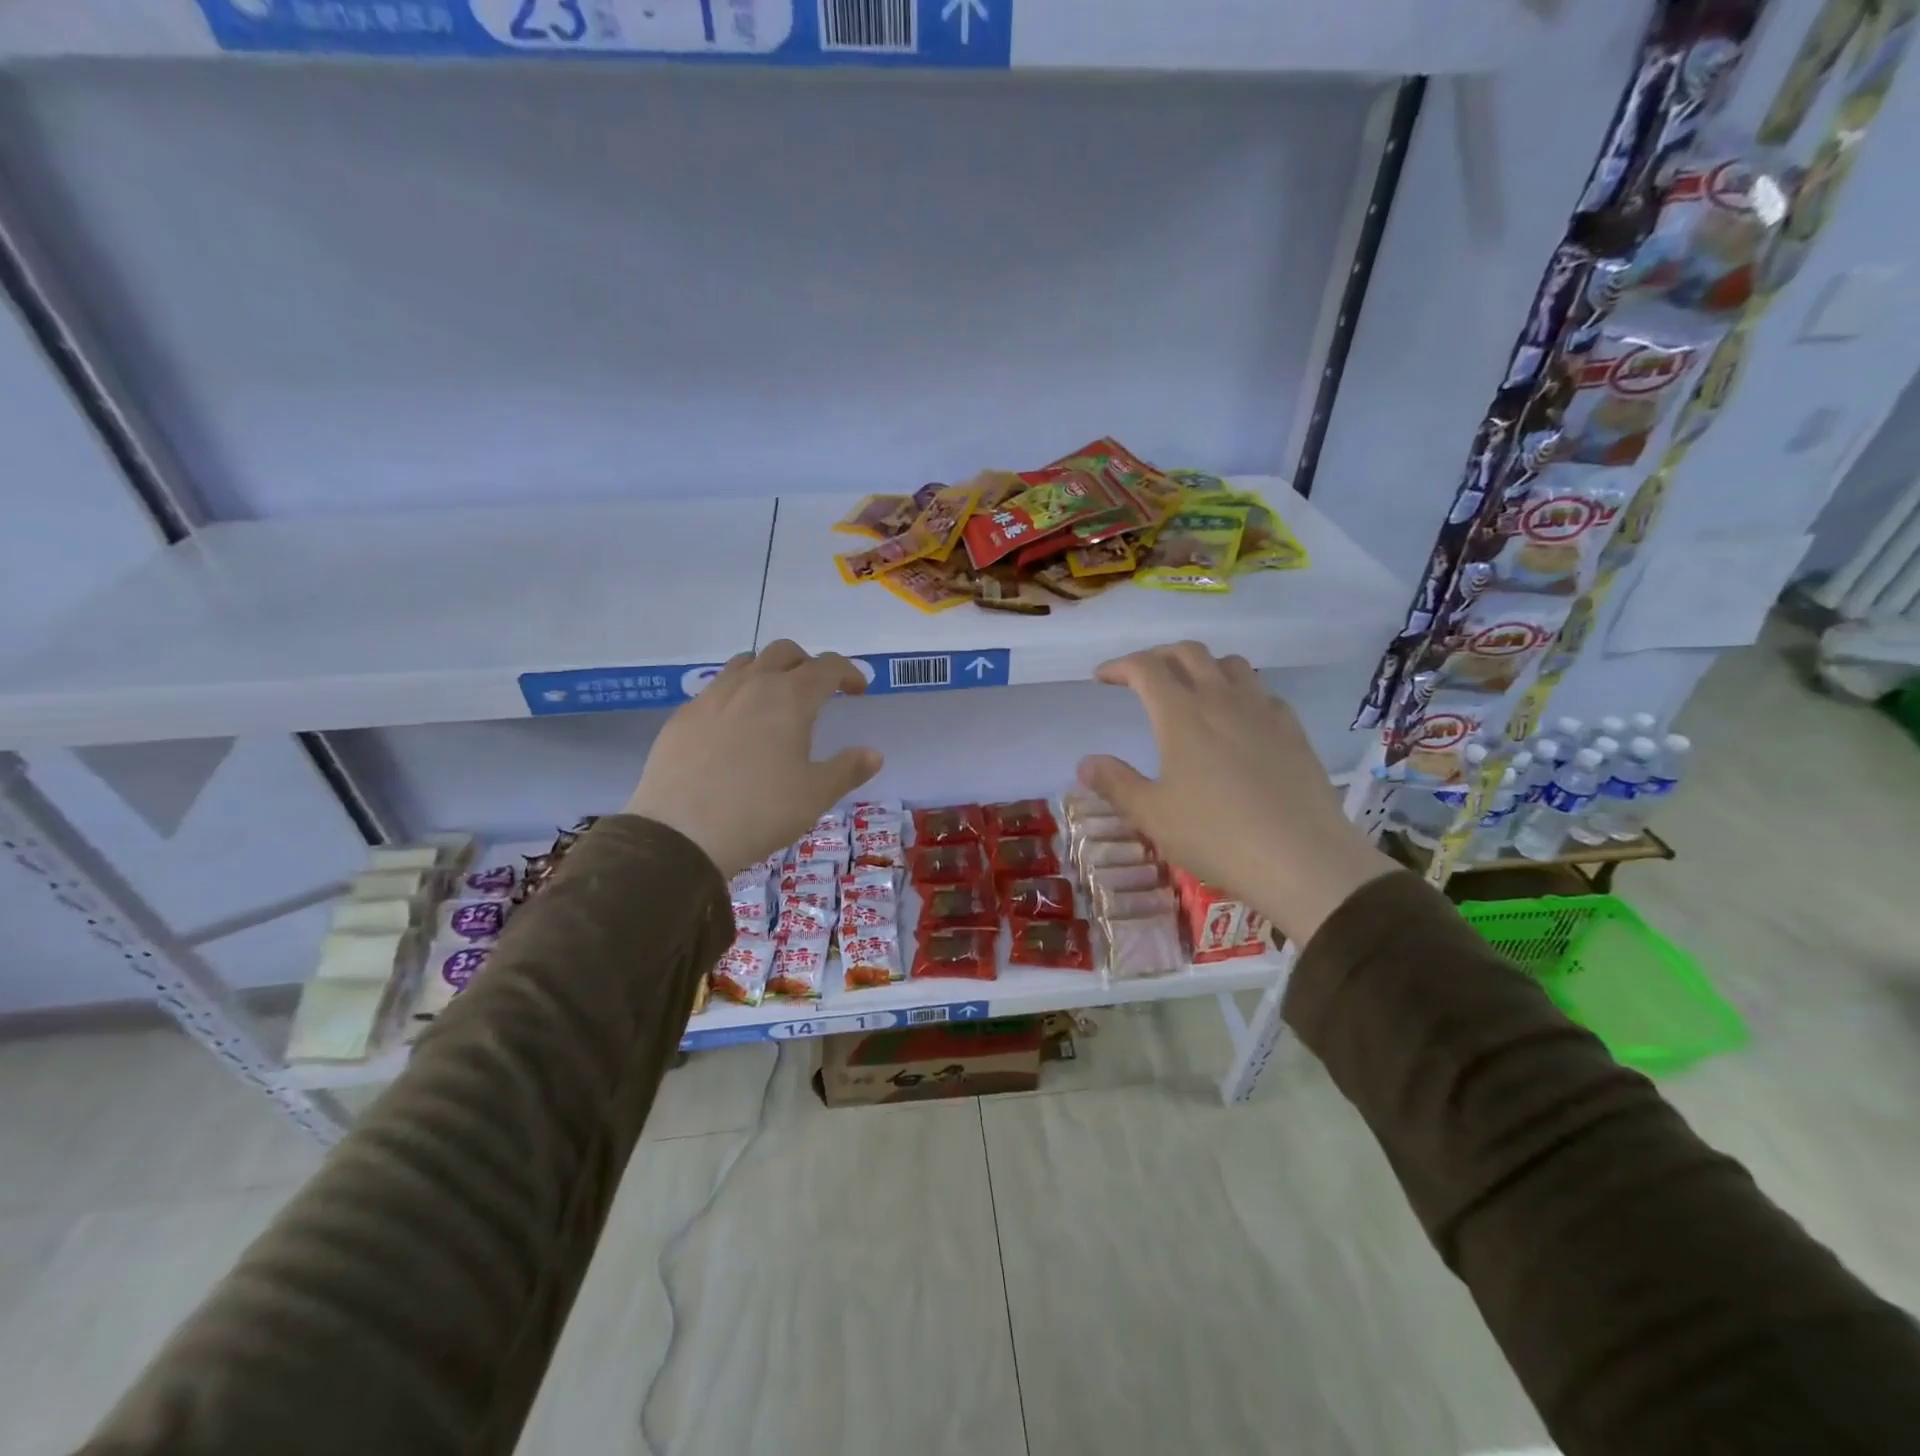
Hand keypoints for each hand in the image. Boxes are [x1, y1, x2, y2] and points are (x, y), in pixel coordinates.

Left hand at [624, 641, 882, 876]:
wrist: (680, 834)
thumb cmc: (760, 811)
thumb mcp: (815, 795)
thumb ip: (847, 769)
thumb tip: (873, 754)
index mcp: (790, 698)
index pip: (827, 666)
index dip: (848, 672)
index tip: (857, 690)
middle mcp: (751, 685)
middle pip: (784, 652)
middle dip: (807, 664)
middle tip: (818, 691)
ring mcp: (711, 697)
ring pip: (745, 664)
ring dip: (768, 672)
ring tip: (775, 703)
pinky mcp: (682, 717)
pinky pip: (715, 690)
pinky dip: (735, 696)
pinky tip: (734, 730)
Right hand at [1077, 642, 1394, 945]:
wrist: (1303, 860)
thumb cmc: (1216, 836)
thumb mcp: (1153, 815)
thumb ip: (1116, 783)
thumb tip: (1085, 763)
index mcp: (1182, 714)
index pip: (1146, 668)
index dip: (1120, 666)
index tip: (1102, 678)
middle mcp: (1222, 700)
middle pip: (1189, 653)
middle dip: (1158, 656)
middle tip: (1141, 676)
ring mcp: (1263, 711)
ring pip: (1230, 664)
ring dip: (1202, 666)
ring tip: (1189, 689)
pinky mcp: (1293, 731)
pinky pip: (1261, 692)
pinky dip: (1239, 691)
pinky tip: (1237, 719)